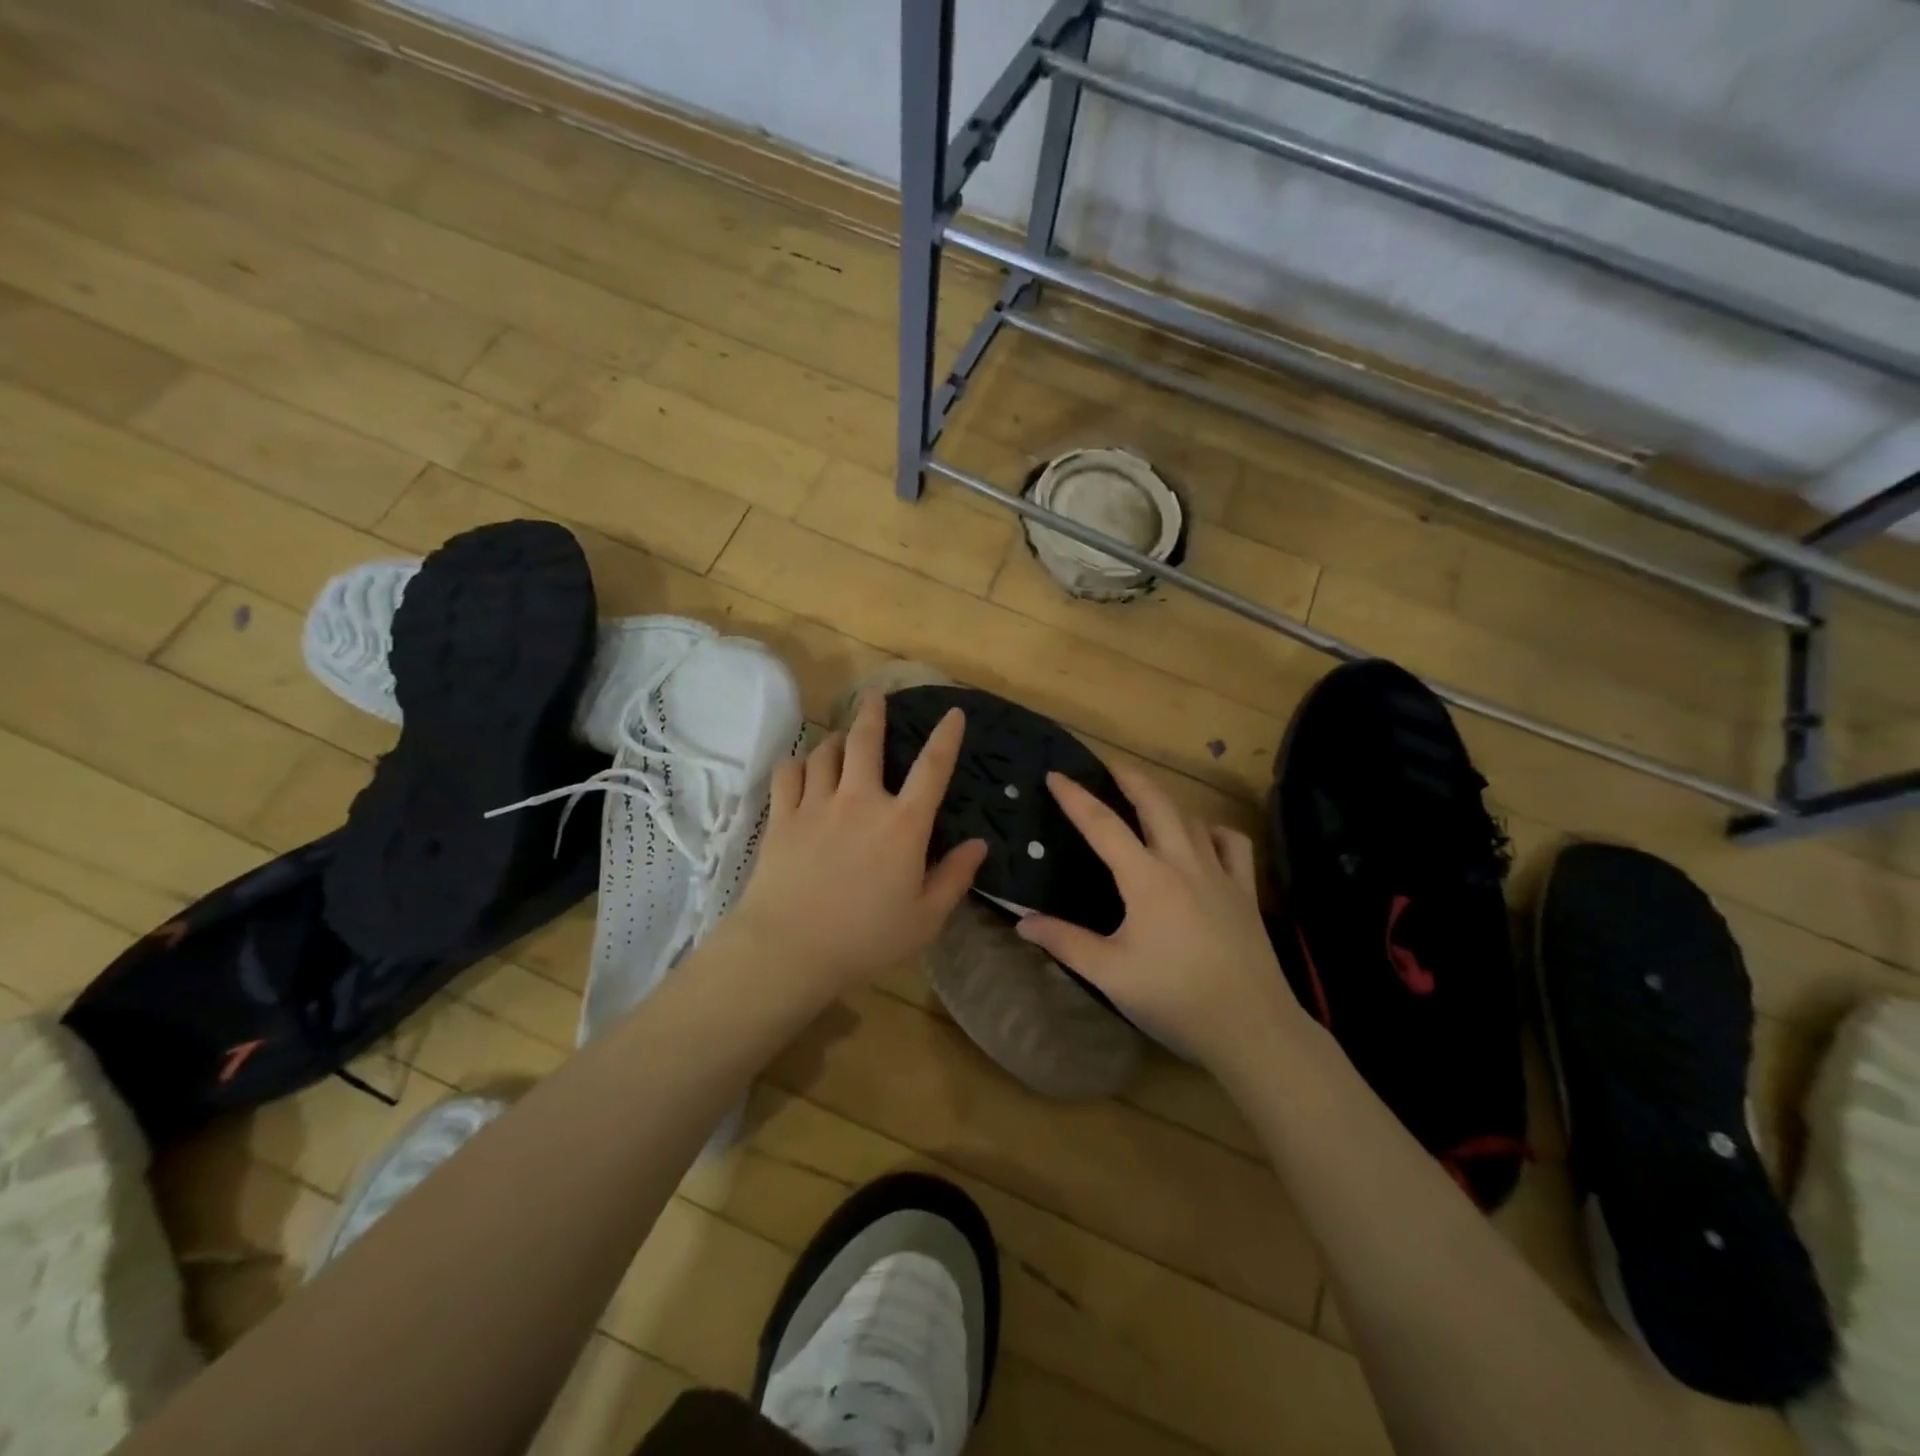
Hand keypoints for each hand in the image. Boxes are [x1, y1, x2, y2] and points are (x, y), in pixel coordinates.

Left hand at [724, 694, 987, 999]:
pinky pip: (789, 773)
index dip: (946, 736)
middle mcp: (861, 801)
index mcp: (903, 825)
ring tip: (842, 740)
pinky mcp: (783, 817)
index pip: (932, 768)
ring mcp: (817, 805)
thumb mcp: (925, 918)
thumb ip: (955, 877)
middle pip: (867, 742)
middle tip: (876, 697)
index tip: (953, 713)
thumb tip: (979, 844)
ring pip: (827, 753)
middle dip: (874, 713)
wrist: (790, 949)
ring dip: (838, 741)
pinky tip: (802, 768)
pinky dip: (798, 764)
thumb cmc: (866, 939)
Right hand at [1015, 765, 1303, 1069]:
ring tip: (1147, 797)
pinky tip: (1204, 837)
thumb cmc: (1174, 998)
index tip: (1056, 775)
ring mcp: (1220, 874)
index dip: (1076, 797)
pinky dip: (1215, 831)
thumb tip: (1022, 921)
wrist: (1250, 1027)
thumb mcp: (1110, 973)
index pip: (1103, 825)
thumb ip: (1065, 942)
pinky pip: (1233, 844)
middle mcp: (1183, 862)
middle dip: (1129, 776)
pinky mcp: (1245, 892)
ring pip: (1192, 818)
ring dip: (1166, 800)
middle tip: (1108, 764)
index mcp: (1146, 878)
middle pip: (1155, 803)